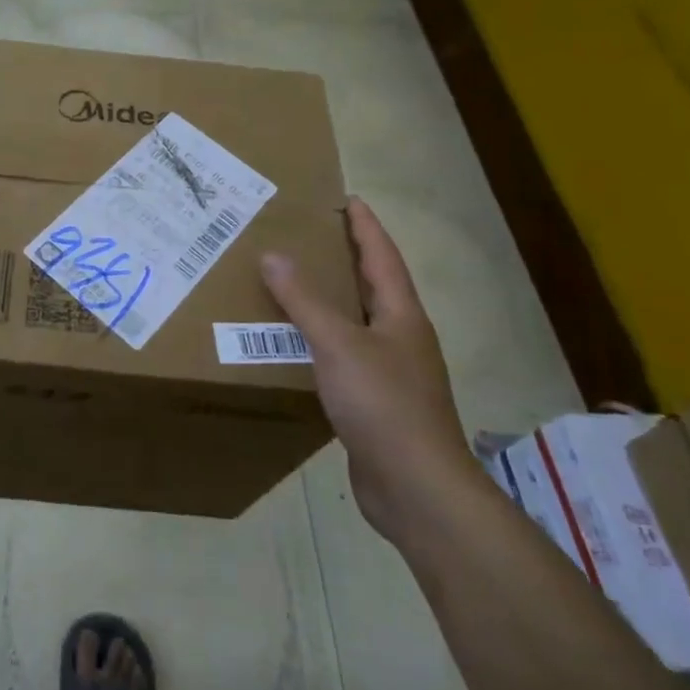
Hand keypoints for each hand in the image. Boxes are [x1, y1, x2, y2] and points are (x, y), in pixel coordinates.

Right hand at [260, 196, 475, 538]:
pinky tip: (297, 345)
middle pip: (373, 286)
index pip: (383, 256)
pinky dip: (322, 341)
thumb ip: (304, 299)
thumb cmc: (383, 404)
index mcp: (401, 315)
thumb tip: (273, 255)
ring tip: (295, 282)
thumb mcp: (338, 343)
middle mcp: (401, 338)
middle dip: (346, 258)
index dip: (365, 226)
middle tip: (309, 235)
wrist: (417, 490)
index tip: (346, 199)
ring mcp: (392, 373)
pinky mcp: (377, 403)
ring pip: (358, 323)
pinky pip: (345, 357)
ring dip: (332, 300)